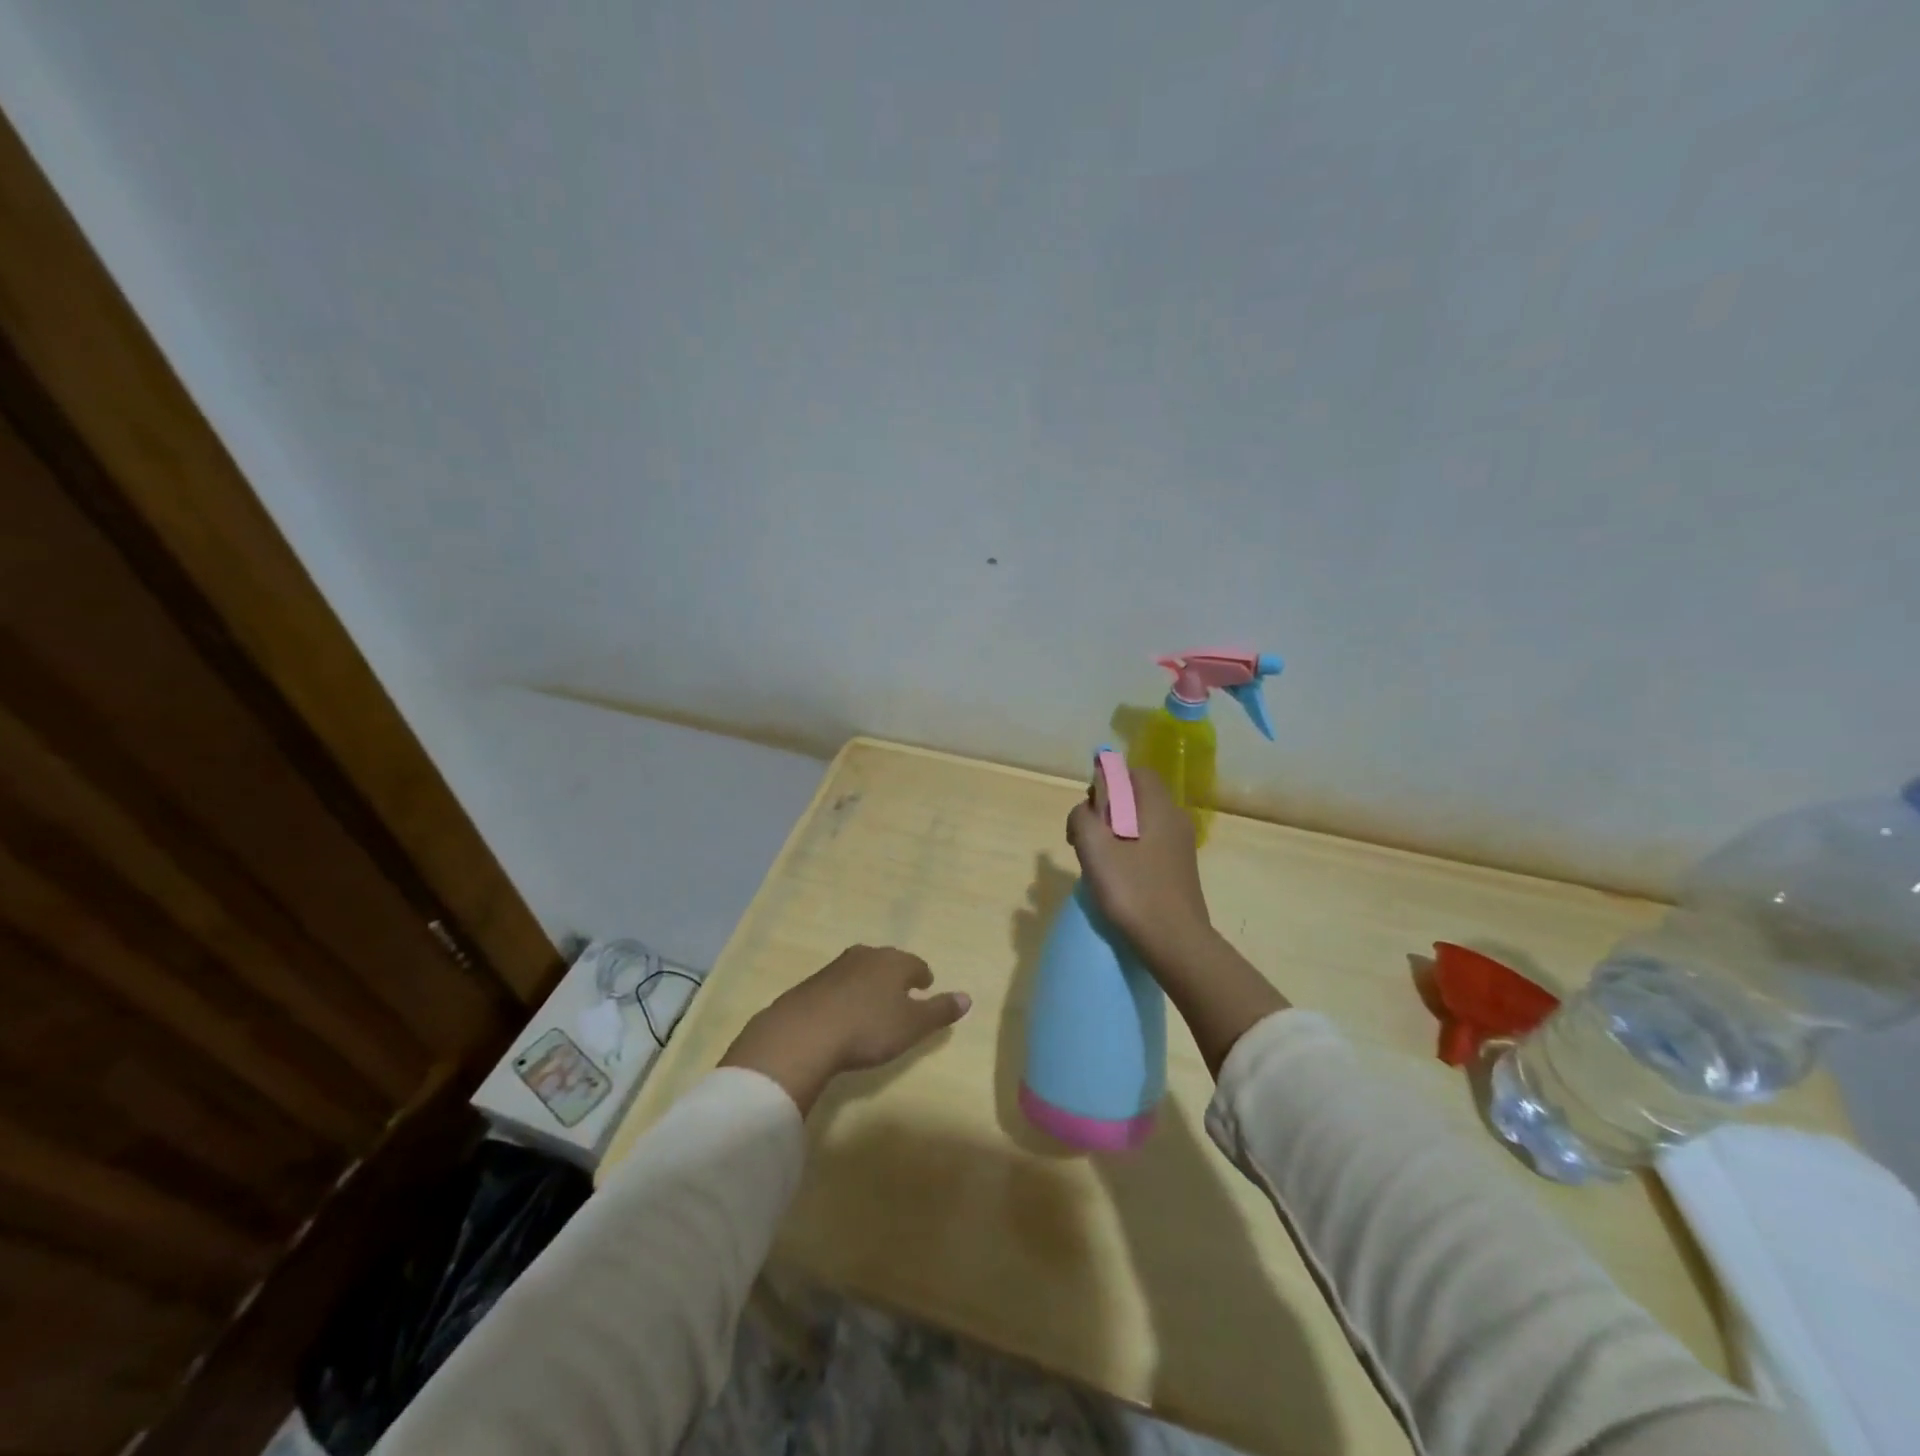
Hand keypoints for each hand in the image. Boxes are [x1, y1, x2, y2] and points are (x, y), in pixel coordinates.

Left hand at [720, 946, 970, 1113]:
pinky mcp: (811, 984)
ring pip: (861, 970)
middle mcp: (866, 956)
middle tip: (901, 992)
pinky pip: (837, 985)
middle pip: (887, 962)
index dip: (923, 977)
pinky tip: (842, 1013)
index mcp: (894, 962)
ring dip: (869, 983)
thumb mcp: (912, 1026)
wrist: (804, 1033)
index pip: (916, 964)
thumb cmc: (868, 1028)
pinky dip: (845, 995)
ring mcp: (835, 967)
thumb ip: (940, 1011)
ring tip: (872, 1002)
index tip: (925, 987)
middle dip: (896, 975)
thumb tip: (968, 997)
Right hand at [1066, 765, 1213, 968]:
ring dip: (1116, 832)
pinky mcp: (1180, 868)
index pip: (1136, 773)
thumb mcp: (1093, 848)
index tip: (1090, 808)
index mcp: (1158, 806)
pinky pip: (1150, 844)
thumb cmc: (1132, 890)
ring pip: (1142, 822)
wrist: (1175, 942)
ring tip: (1098, 861)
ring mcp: (1181, 845)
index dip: (1109, 781)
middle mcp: (1174, 818)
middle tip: (1087, 838)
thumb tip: (1085, 811)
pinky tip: (1118, 877)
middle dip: (1108, 809)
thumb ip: (1082, 817)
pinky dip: (1130, 849)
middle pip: (1137, 797)